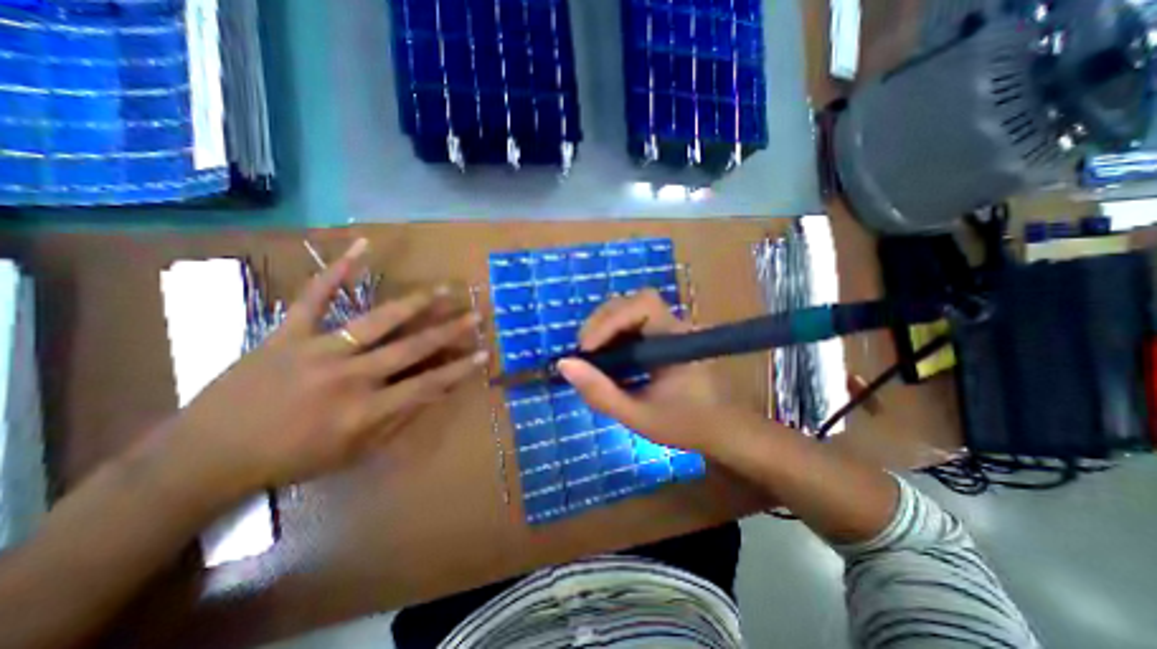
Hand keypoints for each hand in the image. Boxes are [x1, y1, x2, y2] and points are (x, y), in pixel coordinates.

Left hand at [165, 241, 484, 492]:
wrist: (206, 456)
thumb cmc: (291, 459)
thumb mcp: (353, 452)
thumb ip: (397, 420)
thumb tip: (434, 393)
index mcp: (364, 411)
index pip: (427, 386)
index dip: (459, 370)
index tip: (484, 354)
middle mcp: (349, 377)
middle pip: (411, 349)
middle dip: (449, 331)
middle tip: (475, 315)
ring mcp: (317, 350)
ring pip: (376, 321)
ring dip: (414, 304)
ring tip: (441, 290)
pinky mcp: (288, 333)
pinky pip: (315, 297)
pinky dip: (337, 270)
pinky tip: (363, 247)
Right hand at [562, 290, 740, 454]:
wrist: (724, 429)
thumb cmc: (686, 424)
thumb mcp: (638, 416)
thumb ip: (601, 393)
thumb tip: (564, 364)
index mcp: (676, 339)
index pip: (643, 304)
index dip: (610, 319)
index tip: (587, 350)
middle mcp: (675, 325)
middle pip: (632, 301)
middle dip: (601, 322)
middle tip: (584, 353)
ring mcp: (670, 328)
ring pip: (630, 309)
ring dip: (605, 327)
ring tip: (591, 355)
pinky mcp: (665, 336)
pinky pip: (634, 323)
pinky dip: (613, 334)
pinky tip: (607, 356)